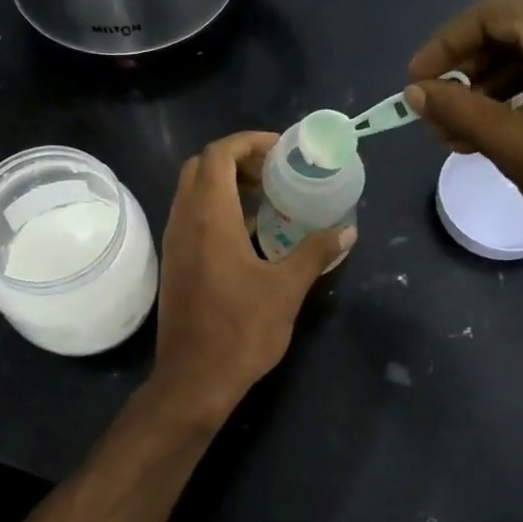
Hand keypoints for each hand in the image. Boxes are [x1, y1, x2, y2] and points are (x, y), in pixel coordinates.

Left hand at [147, 132, 354, 422]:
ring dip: (226, 184)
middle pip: (201, 167)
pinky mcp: (174, 264)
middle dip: (237, 160)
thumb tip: (348, 230)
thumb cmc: (241, 331)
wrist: (194, 379)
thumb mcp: (287, 289)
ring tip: (267, 198)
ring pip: (192, 192)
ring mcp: (174, 243)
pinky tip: (249, 233)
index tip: (282, 151)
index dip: (249, 142)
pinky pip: (191, 217)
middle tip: (275, 172)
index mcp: (209, 218)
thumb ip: (316, 252)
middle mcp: (184, 221)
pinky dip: (216, 209)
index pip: (218, 154)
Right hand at [404, 0, 522, 290]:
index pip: (490, 15)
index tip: (415, 85)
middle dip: (469, 74)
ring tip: (465, 135)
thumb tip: (414, 92)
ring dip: (496, 89)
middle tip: (440, 119)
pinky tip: (506, 131)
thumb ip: (457, 109)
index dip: (443, 47)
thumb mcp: (512, 143)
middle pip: (516, 31)